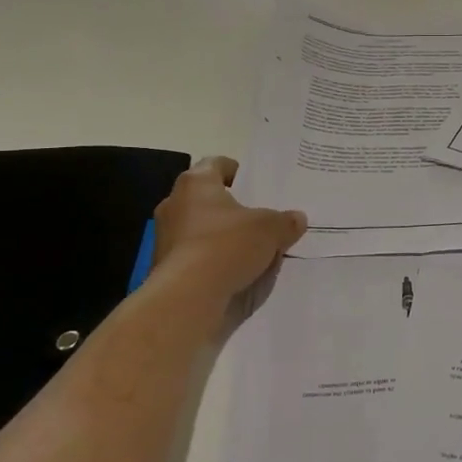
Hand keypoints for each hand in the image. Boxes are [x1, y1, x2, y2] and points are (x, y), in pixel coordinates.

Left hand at [153, 156, 306, 301]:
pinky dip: (211, 260)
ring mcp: (166, 237)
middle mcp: (175, 204)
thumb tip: (297, 219)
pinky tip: (234, 272)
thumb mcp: (270, 230)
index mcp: (196, 183)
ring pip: (199, 228)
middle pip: (207, 198)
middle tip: (259, 218)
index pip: (216, 164)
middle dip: (231, 207)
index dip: (238, 172)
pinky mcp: (165, 266)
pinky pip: (194, 255)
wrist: (188, 298)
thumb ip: (285, 222)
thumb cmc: (226, 246)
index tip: (255, 185)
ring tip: (251, 248)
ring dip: (221, 235)